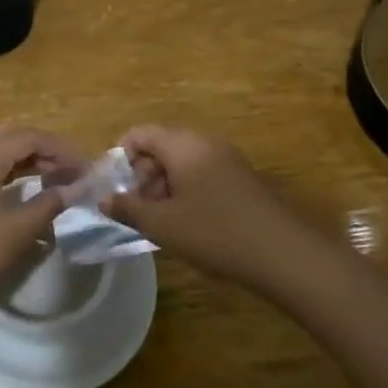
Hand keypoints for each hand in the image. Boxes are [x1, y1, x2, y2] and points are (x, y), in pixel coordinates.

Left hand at [0, 124, 85, 335]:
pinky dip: (3, 167)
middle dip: (42, 148)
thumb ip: (49, 204)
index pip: (29, 137)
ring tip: (51, 177)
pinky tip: (19, 186)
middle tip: (69, 170)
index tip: (85, 169)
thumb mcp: (16, 231)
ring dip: (23, 156)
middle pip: (10, 134)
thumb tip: (76, 189)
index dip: (61, 149)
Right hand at [104, 125, 319, 293]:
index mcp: (183, 144)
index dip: (120, 157)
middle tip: (139, 211)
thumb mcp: (163, 225)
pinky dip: (186, 191)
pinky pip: (202, 172)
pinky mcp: (240, 176)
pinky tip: (189, 223)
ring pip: (181, 161)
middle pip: (160, 146)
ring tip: (162, 222)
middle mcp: (204, 141)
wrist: (283, 254)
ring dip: (164, 186)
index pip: (139, 134)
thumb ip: (128, 209)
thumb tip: (103, 200)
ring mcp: (226, 157)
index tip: (116, 190)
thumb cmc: (215, 233)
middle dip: (142, 175)